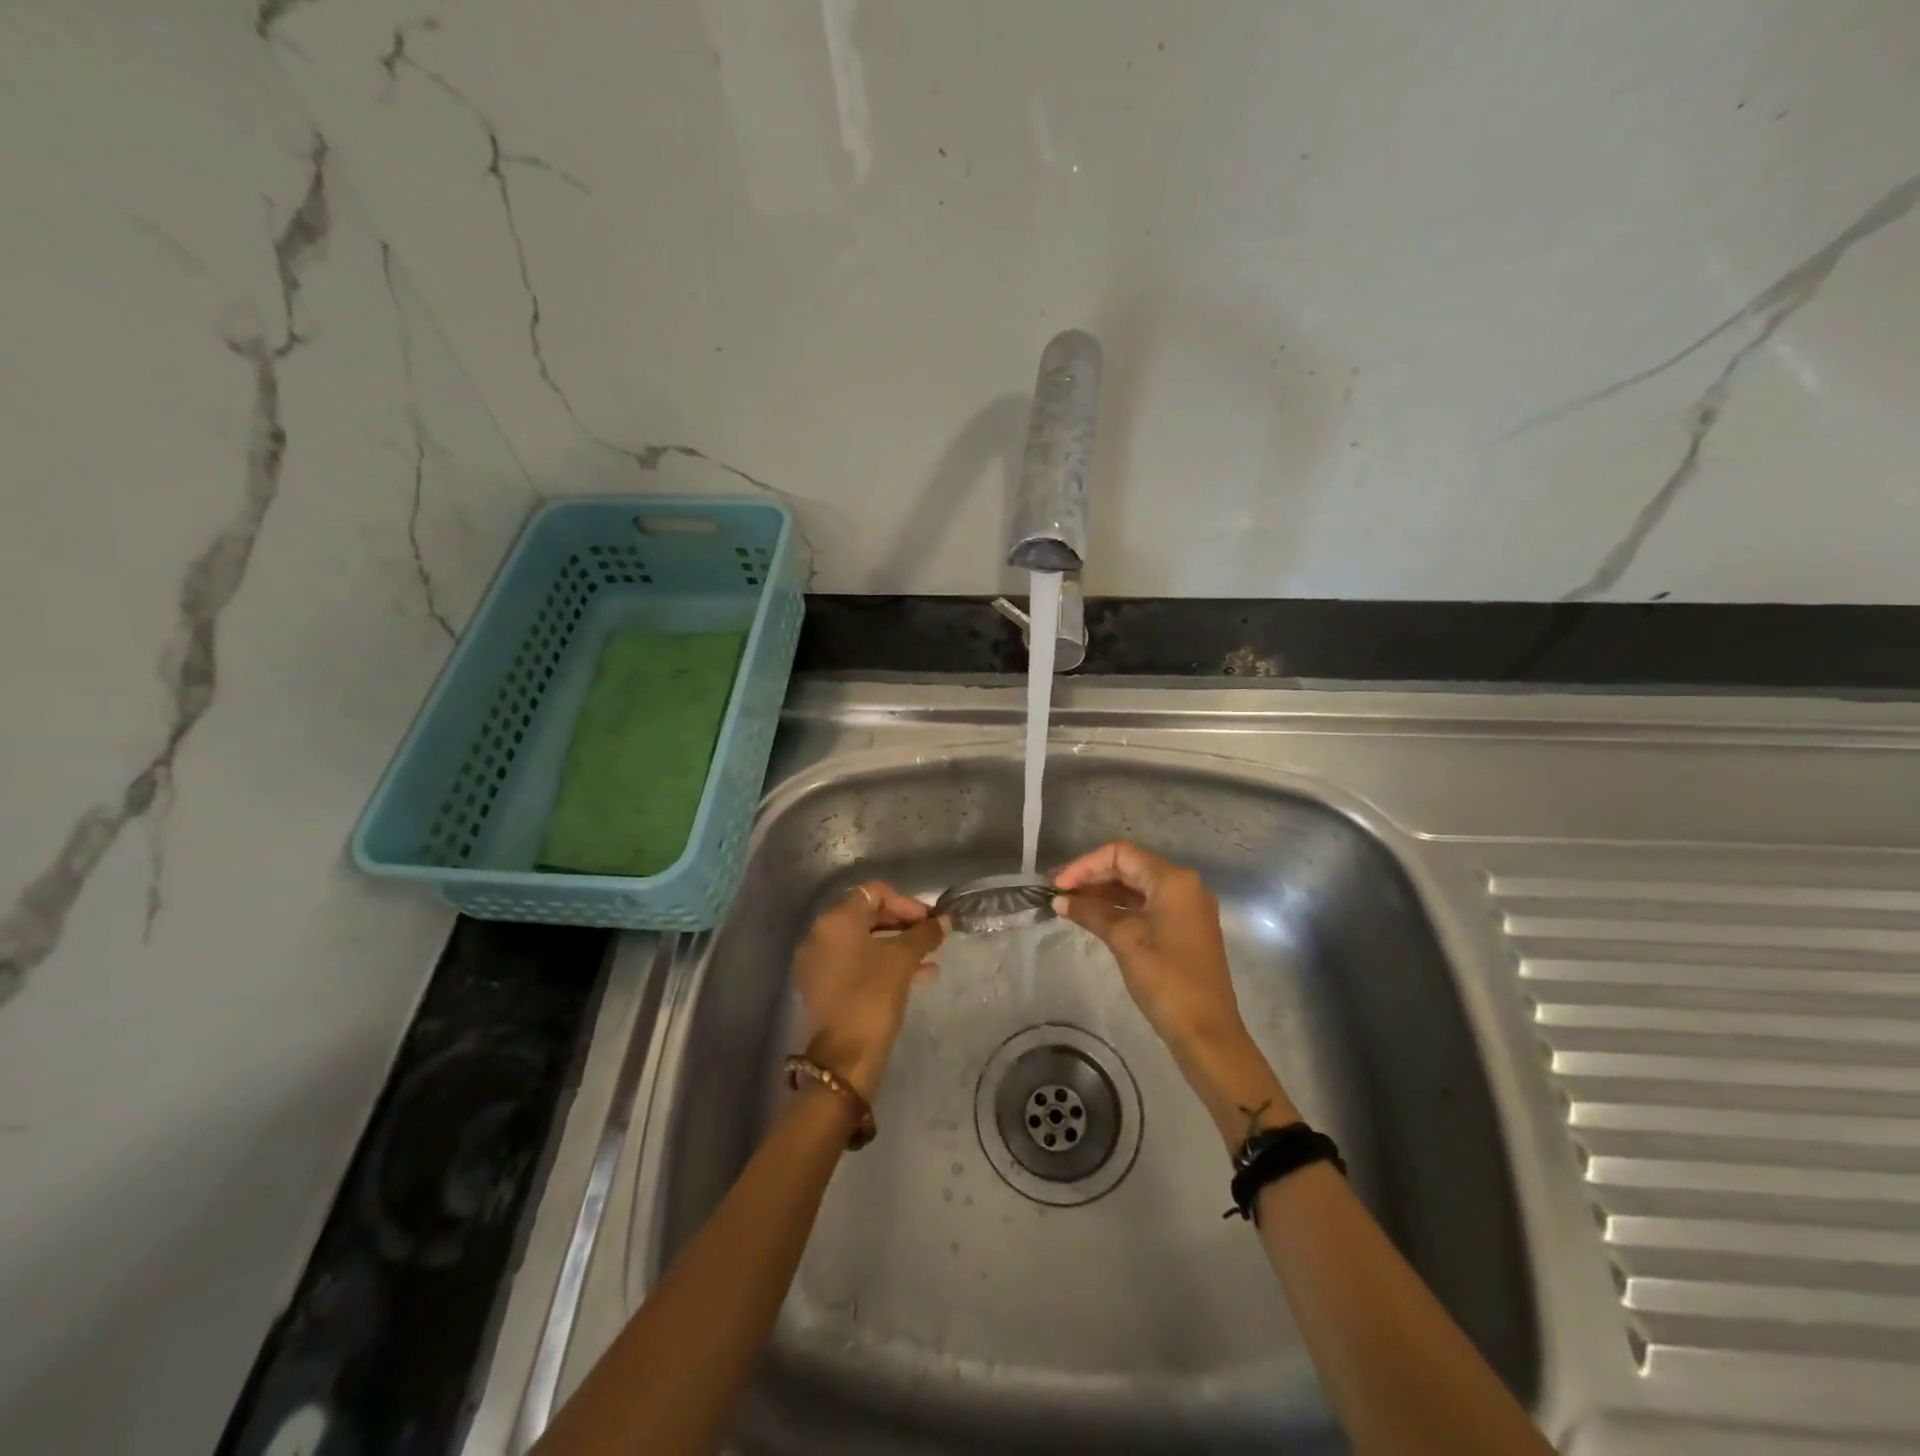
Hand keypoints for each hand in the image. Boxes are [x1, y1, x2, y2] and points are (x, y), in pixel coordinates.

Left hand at [793, 881, 944, 1100]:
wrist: (844, 1058)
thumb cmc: (873, 996)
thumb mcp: (903, 960)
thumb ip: (924, 934)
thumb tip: (944, 920)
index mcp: (836, 920)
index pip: (874, 893)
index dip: (906, 902)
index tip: (930, 920)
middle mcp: (820, 935)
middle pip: (867, 916)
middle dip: (903, 925)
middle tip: (932, 937)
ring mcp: (818, 963)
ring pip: (864, 943)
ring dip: (898, 946)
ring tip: (931, 959)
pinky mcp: (823, 988)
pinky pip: (856, 964)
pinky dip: (883, 965)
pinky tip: (917, 977)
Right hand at [1052, 841, 1244, 1053]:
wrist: (1207, 1032)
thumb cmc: (1166, 980)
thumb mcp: (1124, 940)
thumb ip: (1091, 913)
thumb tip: (1061, 901)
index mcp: (1173, 880)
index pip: (1121, 854)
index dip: (1085, 865)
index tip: (1058, 886)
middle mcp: (1184, 885)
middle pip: (1130, 867)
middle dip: (1092, 877)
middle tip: (1058, 894)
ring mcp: (1186, 908)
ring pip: (1138, 887)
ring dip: (1104, 893)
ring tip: (1069, 906)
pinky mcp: (1185, 928)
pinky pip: (1147, 906)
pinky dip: (1120, 908)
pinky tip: (1093, 918)